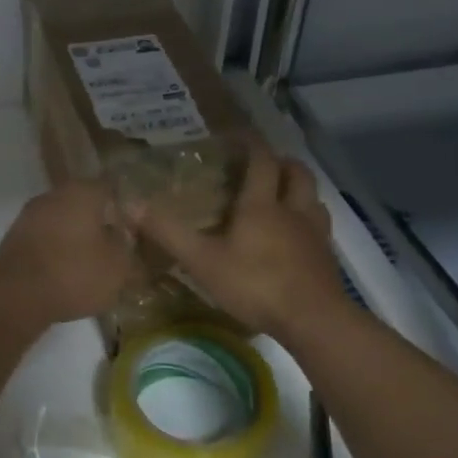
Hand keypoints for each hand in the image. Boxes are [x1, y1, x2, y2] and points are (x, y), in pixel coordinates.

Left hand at [0, 178, 137, 325]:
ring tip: (91, 264)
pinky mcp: (14, 240)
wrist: (15, 297)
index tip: (134, 226)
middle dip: (98, 223)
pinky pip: (44, 241)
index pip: (110, 188)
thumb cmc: (74, 274)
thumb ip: (125, 245)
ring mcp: (29, 216)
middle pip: (83, 204)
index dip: (124, 206)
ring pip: (62, 222)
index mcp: (81, 192)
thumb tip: (121, 235)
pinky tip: (65, 273)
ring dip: (75, 238)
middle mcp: (52, 195)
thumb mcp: (117, 265)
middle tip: (114, 246)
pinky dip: (56, 252)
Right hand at [133, 145, 348, 340]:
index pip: (261, 161)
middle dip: (281, 162)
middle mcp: (293, 210)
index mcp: (261, 205)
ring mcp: (315, 233)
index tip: (239, 137)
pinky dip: (308, 220)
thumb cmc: (255, 284)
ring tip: (281, 197)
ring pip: (313, 198)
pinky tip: (296, 237)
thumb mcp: (203, 261)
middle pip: (297, 172)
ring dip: (298, 190)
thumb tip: (131, 204)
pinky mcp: (327, 257)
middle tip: (263, 166)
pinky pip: (320, 226)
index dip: (251, 144)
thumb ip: (169, 233)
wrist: (313, 320)